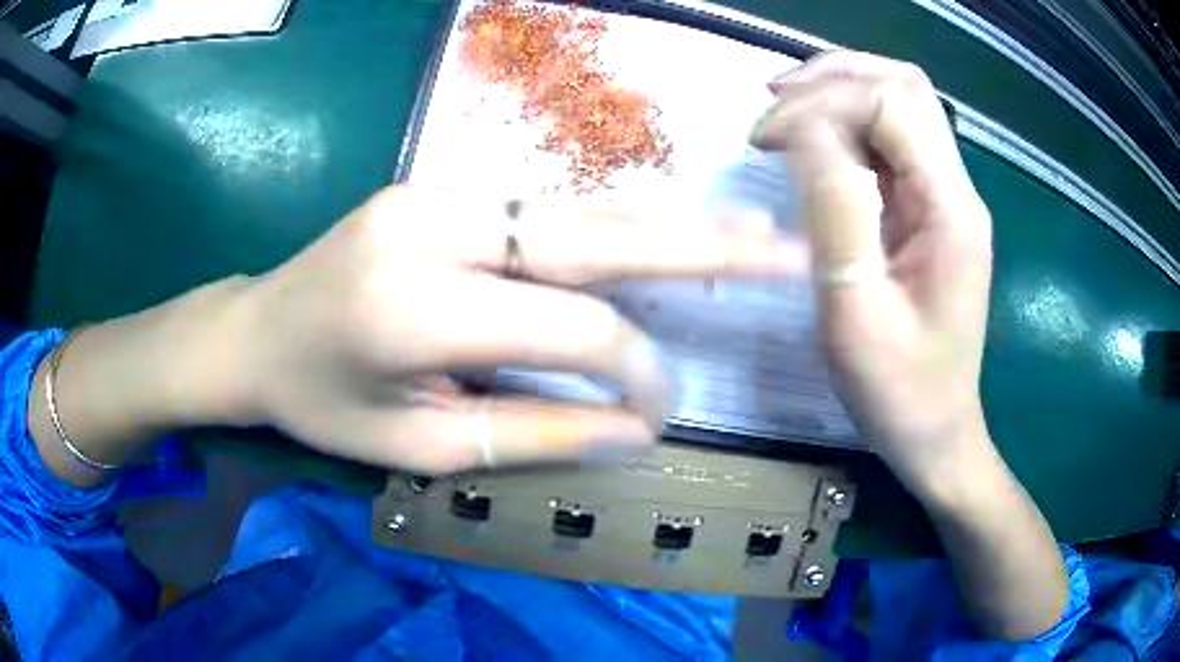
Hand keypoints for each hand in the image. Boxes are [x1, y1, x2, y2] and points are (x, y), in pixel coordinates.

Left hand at [225, 185, 793, 473]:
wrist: (252, 331)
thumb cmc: (319, 403)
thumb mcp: (416, 443)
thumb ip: (532, 432)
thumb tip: (636, 430)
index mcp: (412, 307)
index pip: (569, 327)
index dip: (634, 368)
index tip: (660, 409)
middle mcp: (430, 227)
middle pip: (590, 234)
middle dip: (699, 245)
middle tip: (781, 249)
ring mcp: (431, 193)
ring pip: (574, 211)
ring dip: (665, 227)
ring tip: (747, 234)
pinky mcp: (433, 188)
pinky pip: (539, 211)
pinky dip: (608, 229)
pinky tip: (660, 236)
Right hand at [752, 53, 1069, 640]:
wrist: (938, 433)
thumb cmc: (898, 391)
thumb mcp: (854, 310)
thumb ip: (835, 209)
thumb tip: (801, 130)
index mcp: (950, 210)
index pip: (890, 104)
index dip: (822, 102)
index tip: (764, 140)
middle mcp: (957, 189)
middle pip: (904, 86)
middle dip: (833, 77)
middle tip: (773, 103)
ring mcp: (947, 197)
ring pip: (900, 102)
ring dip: (840, 91)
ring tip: (785, 111)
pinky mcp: (931, 210)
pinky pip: (893, 141)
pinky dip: (848, 124)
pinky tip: (813, 141)